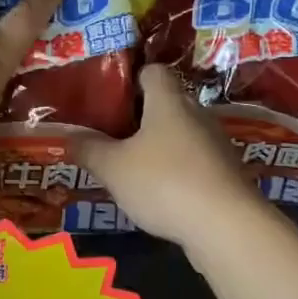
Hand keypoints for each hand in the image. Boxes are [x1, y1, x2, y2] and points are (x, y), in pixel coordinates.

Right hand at [73, 65, 266, 248]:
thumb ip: (89, 149)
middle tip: (111, 135)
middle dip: (140, 117)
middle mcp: (197, 114)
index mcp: (169, 101)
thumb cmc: (164, 183)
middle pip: (167, 104)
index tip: (110, 97)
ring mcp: (216, 145)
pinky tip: (158, 193)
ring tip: (130, 167)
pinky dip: (176, 171)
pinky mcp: (226, 174)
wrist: (227, 226)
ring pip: (181, 135)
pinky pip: (194, 162)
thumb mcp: (113, 168)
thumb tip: (70, 136)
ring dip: (158, 146)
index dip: (132, 78)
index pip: (153, 71)